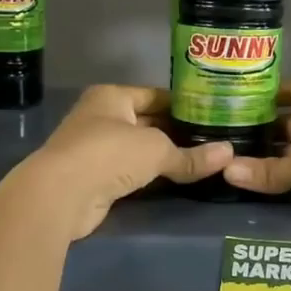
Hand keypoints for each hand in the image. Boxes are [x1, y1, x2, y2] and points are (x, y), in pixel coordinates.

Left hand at [23, 85, 231, 239]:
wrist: (60, 195)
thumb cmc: (108, 154)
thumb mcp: (156, 150)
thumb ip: (191, 155)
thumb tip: (230, 155)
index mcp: (112, 97)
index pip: (156, 95)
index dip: (184, 104)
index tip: (213, 114)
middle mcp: (101, 117)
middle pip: (148, 122)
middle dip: (177, 133)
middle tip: (214, 141)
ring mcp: (95, 148)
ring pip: (139, 149)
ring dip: (165, 157)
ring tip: (203, 161)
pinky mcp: (94, 178)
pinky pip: (130, 172)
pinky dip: (151, 176)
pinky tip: (176, 181)